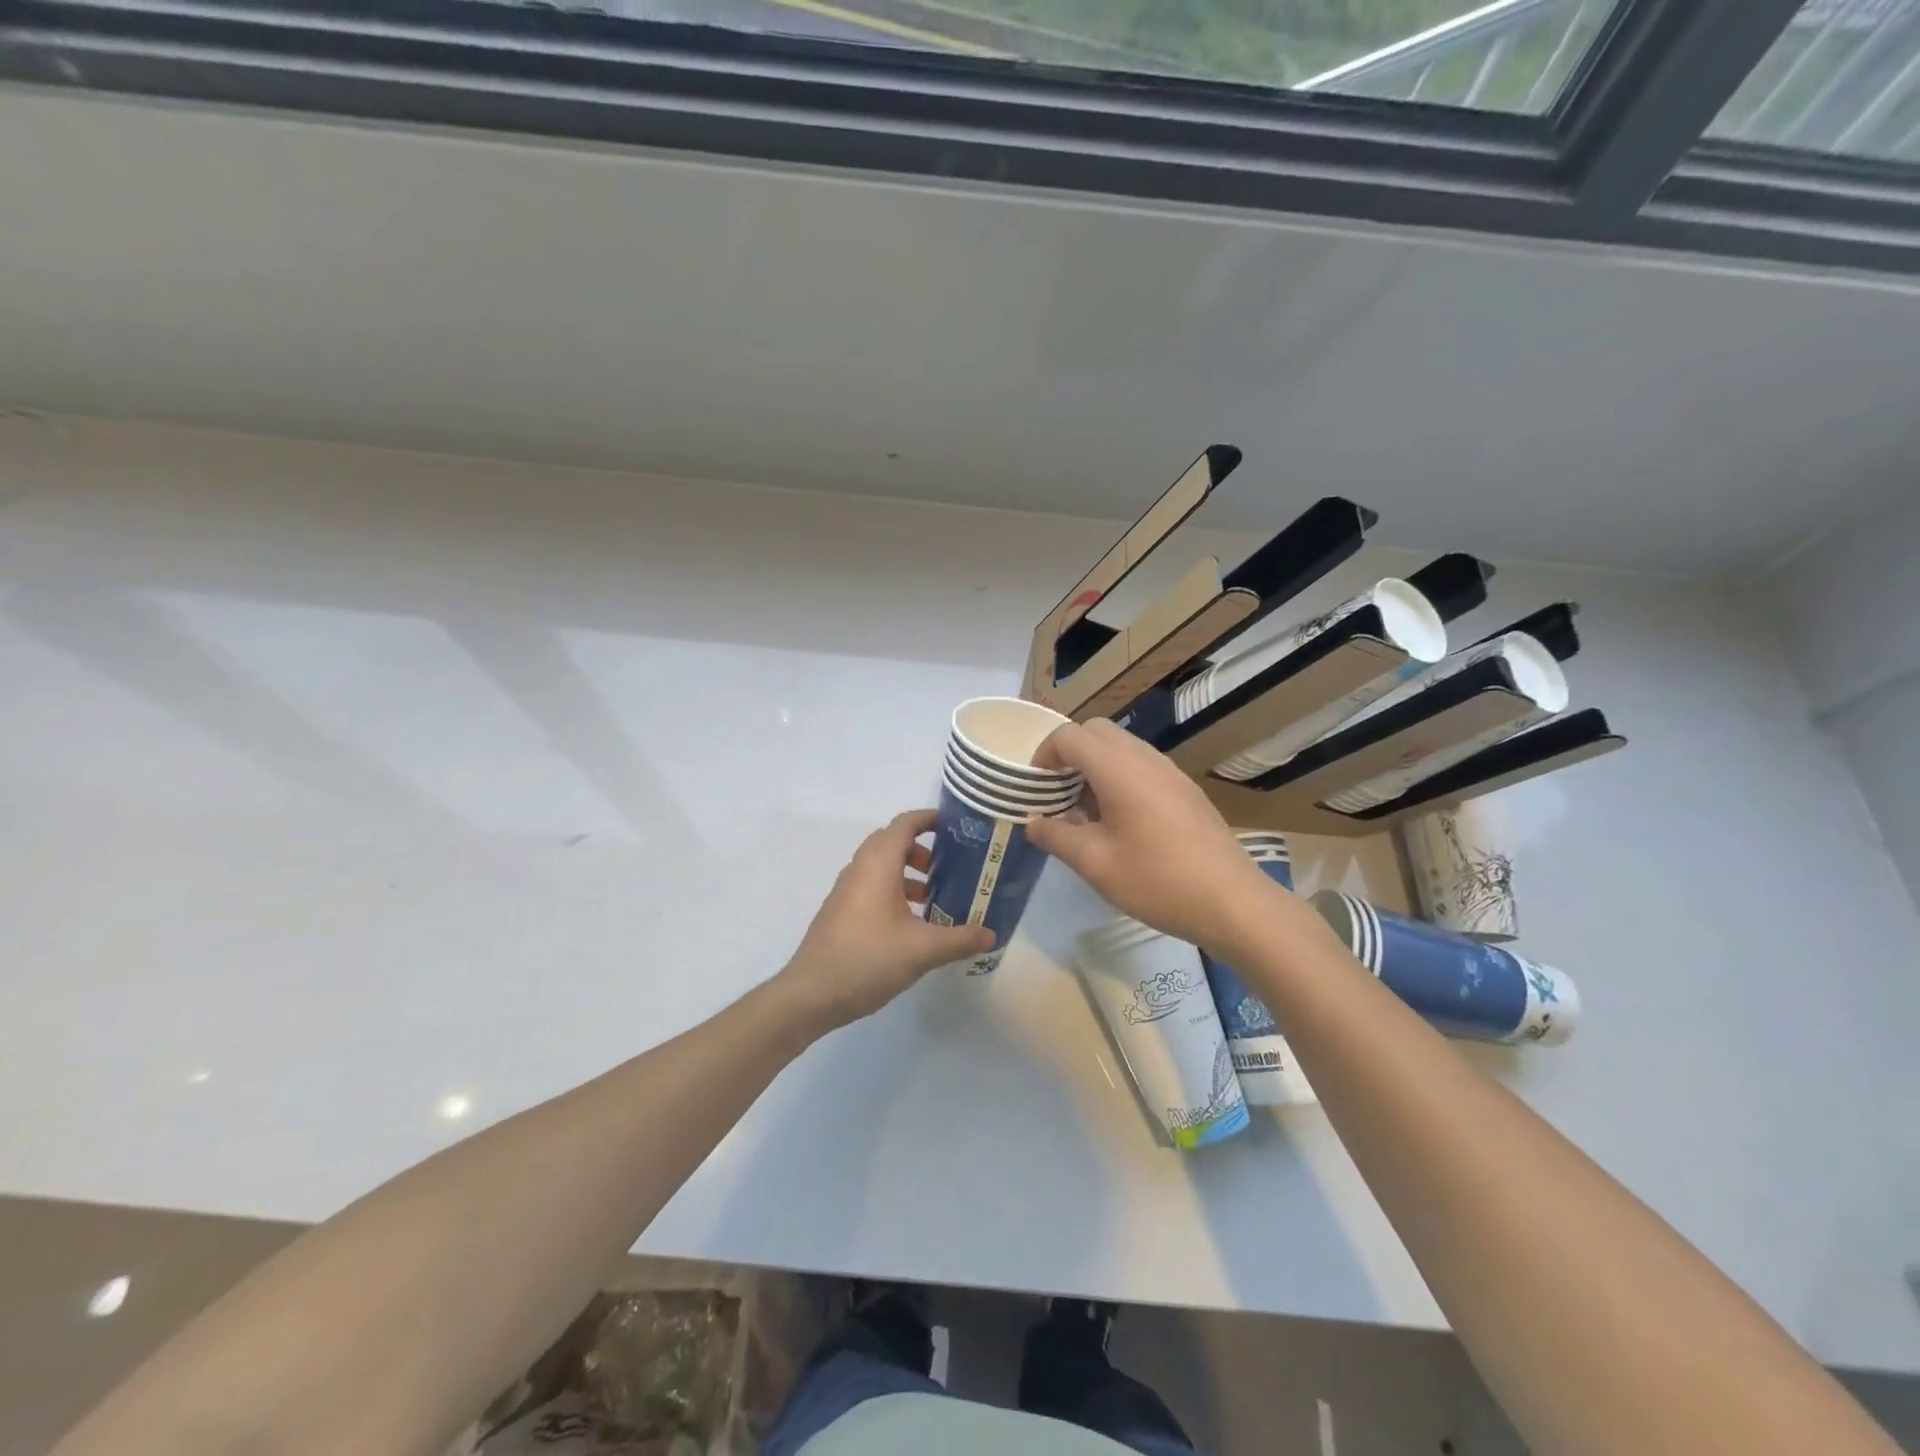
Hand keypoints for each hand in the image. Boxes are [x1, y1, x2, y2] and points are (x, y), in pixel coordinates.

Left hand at [777, 810, 995, 1030]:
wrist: (811, 993)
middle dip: (922, 848)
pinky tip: (912, 923)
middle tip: (950, 866)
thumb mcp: (922, 950)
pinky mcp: (841, 911)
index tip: (956, 826)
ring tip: (935, 897)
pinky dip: (894, 890)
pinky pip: (872, 886)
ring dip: (908, 873)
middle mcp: (860, 869)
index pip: (904, 824)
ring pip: (881, 866)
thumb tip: (991, 934)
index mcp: (878, 865)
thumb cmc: (868, 959)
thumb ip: (960, 939)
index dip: (929, 819)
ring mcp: (846, 890)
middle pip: (892, 842)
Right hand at [1026, 719, 1283, 950]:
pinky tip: (1120, 823)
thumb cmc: (1157, 880)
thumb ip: (1056, 837)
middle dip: (1069, 754)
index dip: (1043, 755)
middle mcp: (1144, 758)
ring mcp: (1170, 772)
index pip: (1069, 737)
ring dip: (1095, 766)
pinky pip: (1142, 766)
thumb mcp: (1095, 863)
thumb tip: (1035, 824)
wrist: (1232, 902)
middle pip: (1096, 732)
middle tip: (1057, 794)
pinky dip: (1119, 778)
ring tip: (1086, 812)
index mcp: (1118, 768)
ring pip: (1121, 747)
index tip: (1035, 789)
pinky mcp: (1185, 790)